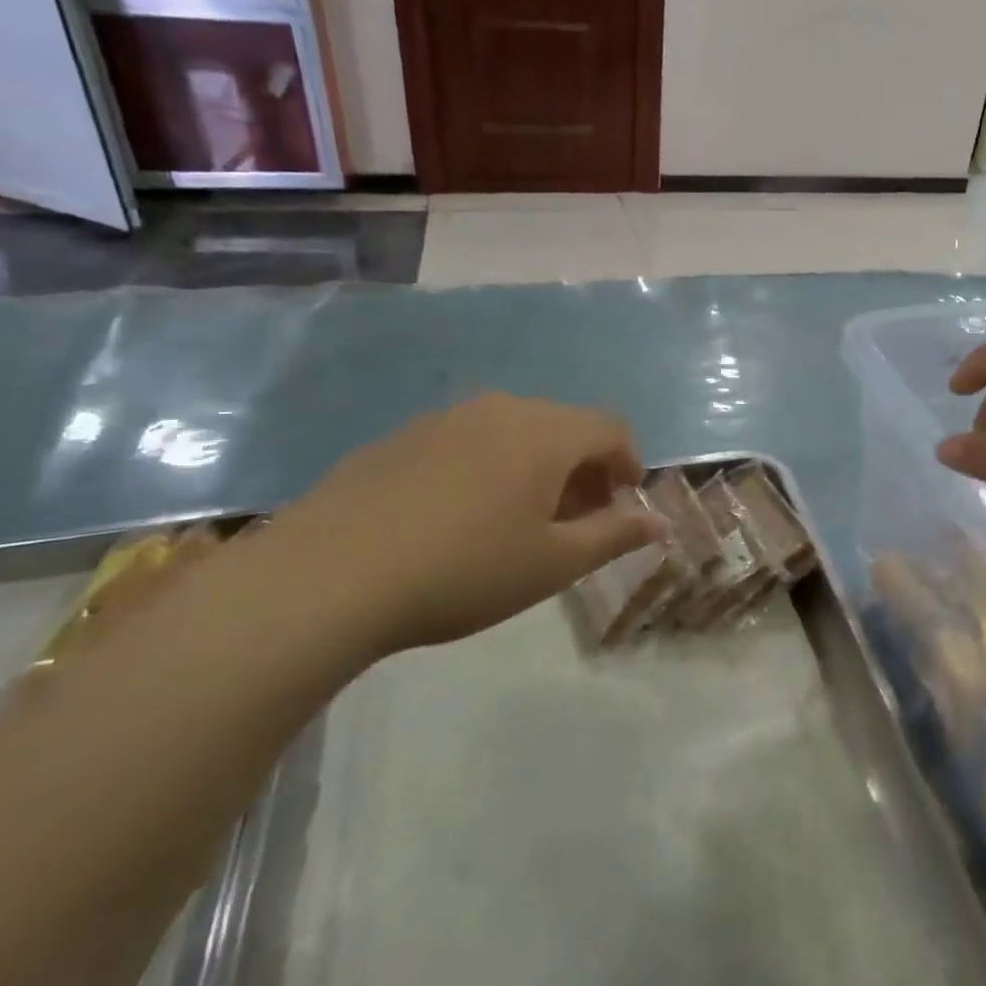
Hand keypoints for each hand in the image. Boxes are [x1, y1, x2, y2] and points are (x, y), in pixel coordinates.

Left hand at [252, 395, 665, 657]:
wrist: (326, 577)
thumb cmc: (462, 571)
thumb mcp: (552, 564)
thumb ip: (614, 537)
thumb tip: (660, 522)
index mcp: (546, 433)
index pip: (611, 428)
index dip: (629, 463)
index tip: (621, 505)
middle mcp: (502, 409)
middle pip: (565, 425)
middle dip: (584, 468)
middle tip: (575, 520)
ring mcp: (446, 417)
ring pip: (515, 429)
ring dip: (537, 465)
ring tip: (519, 519)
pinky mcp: (401, 436)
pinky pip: (468, 439)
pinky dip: (488, 465)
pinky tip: (459, 515)